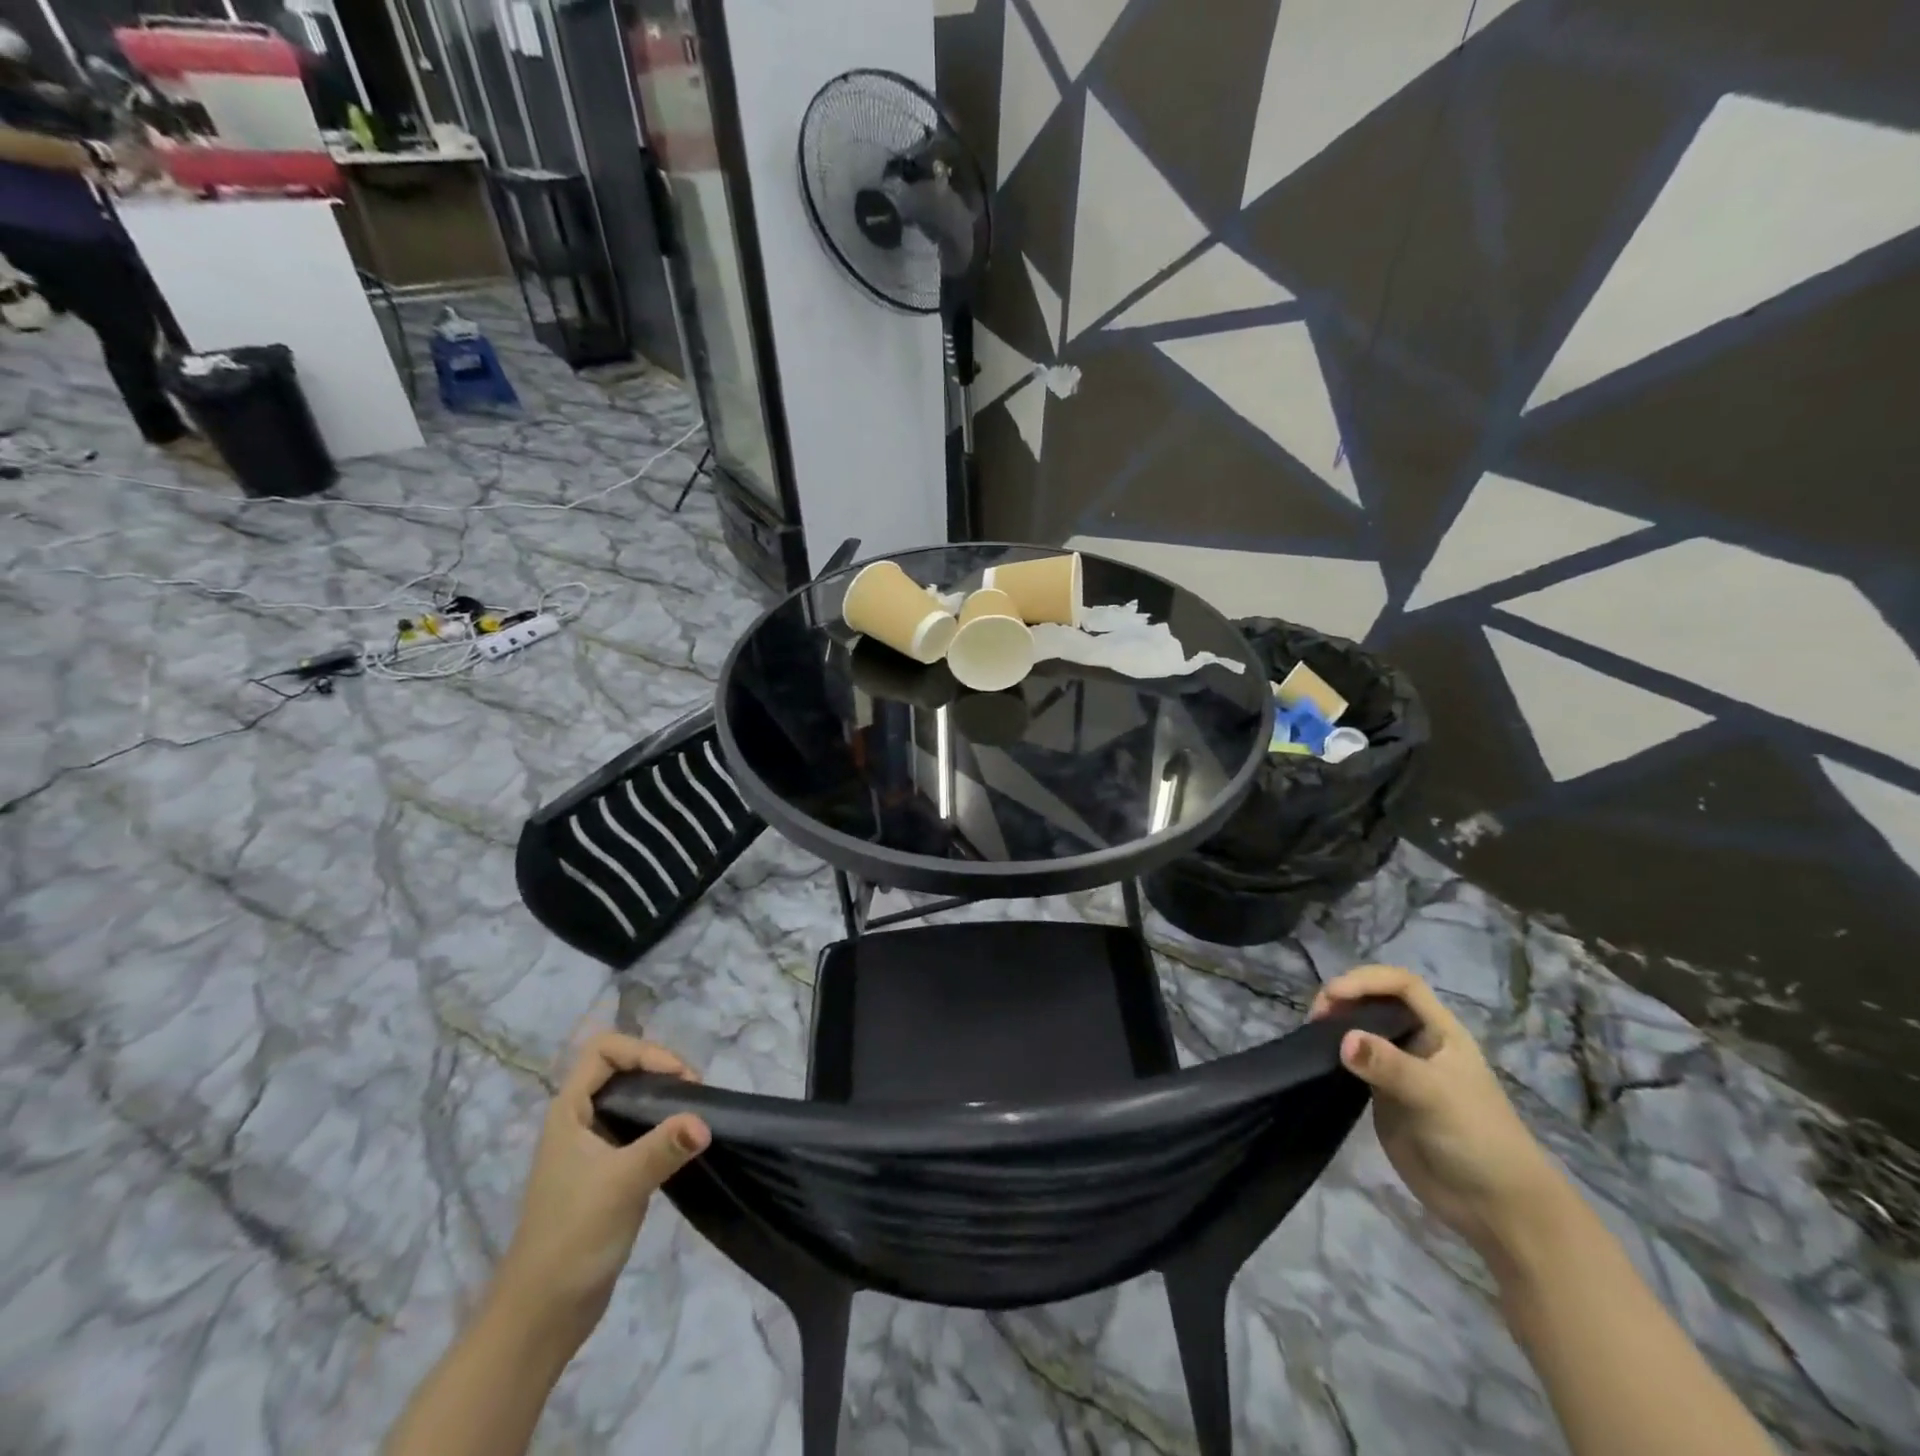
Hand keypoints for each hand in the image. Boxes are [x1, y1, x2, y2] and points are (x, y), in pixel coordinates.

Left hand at [490, 1033, 709, 1352]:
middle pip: (622, 1069)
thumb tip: (705, 1122)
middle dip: (661, 1070)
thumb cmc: (571, 1238)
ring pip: (632, 1100)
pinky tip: (684, 1143)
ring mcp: (592, 1148)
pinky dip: (663, 1125)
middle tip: (694, 1093)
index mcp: (568, 1111)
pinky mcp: (607, 1173)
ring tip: (695, 1114)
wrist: (541, 1315)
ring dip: (665, 1098)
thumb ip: (663, 1148)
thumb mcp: (620, 1186)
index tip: (678, 1077)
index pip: (604, 1050)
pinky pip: (639, 1129)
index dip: (643, 1052)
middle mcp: (578, 1121)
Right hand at [1311, 965, 1567, 1271]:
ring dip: (1335, 1025)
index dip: (1366, 980)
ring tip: (1311, 1036)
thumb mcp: (1435, 1096)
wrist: (1495, 1207)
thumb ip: (1389, 1066)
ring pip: (1361, 1030)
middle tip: (1315, 1019)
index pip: (1401, 984)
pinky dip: (1333, 1055)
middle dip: (1343, 999)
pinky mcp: (1383, 1096)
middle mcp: (1417, 1042)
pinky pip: (1353, 1063)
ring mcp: (1399, 1069)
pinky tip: (1318, 1060)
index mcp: (1440, 1031)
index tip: (1332, 995)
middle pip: (1375, 1001)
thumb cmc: (1477, 1139)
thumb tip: (1342, 1040)